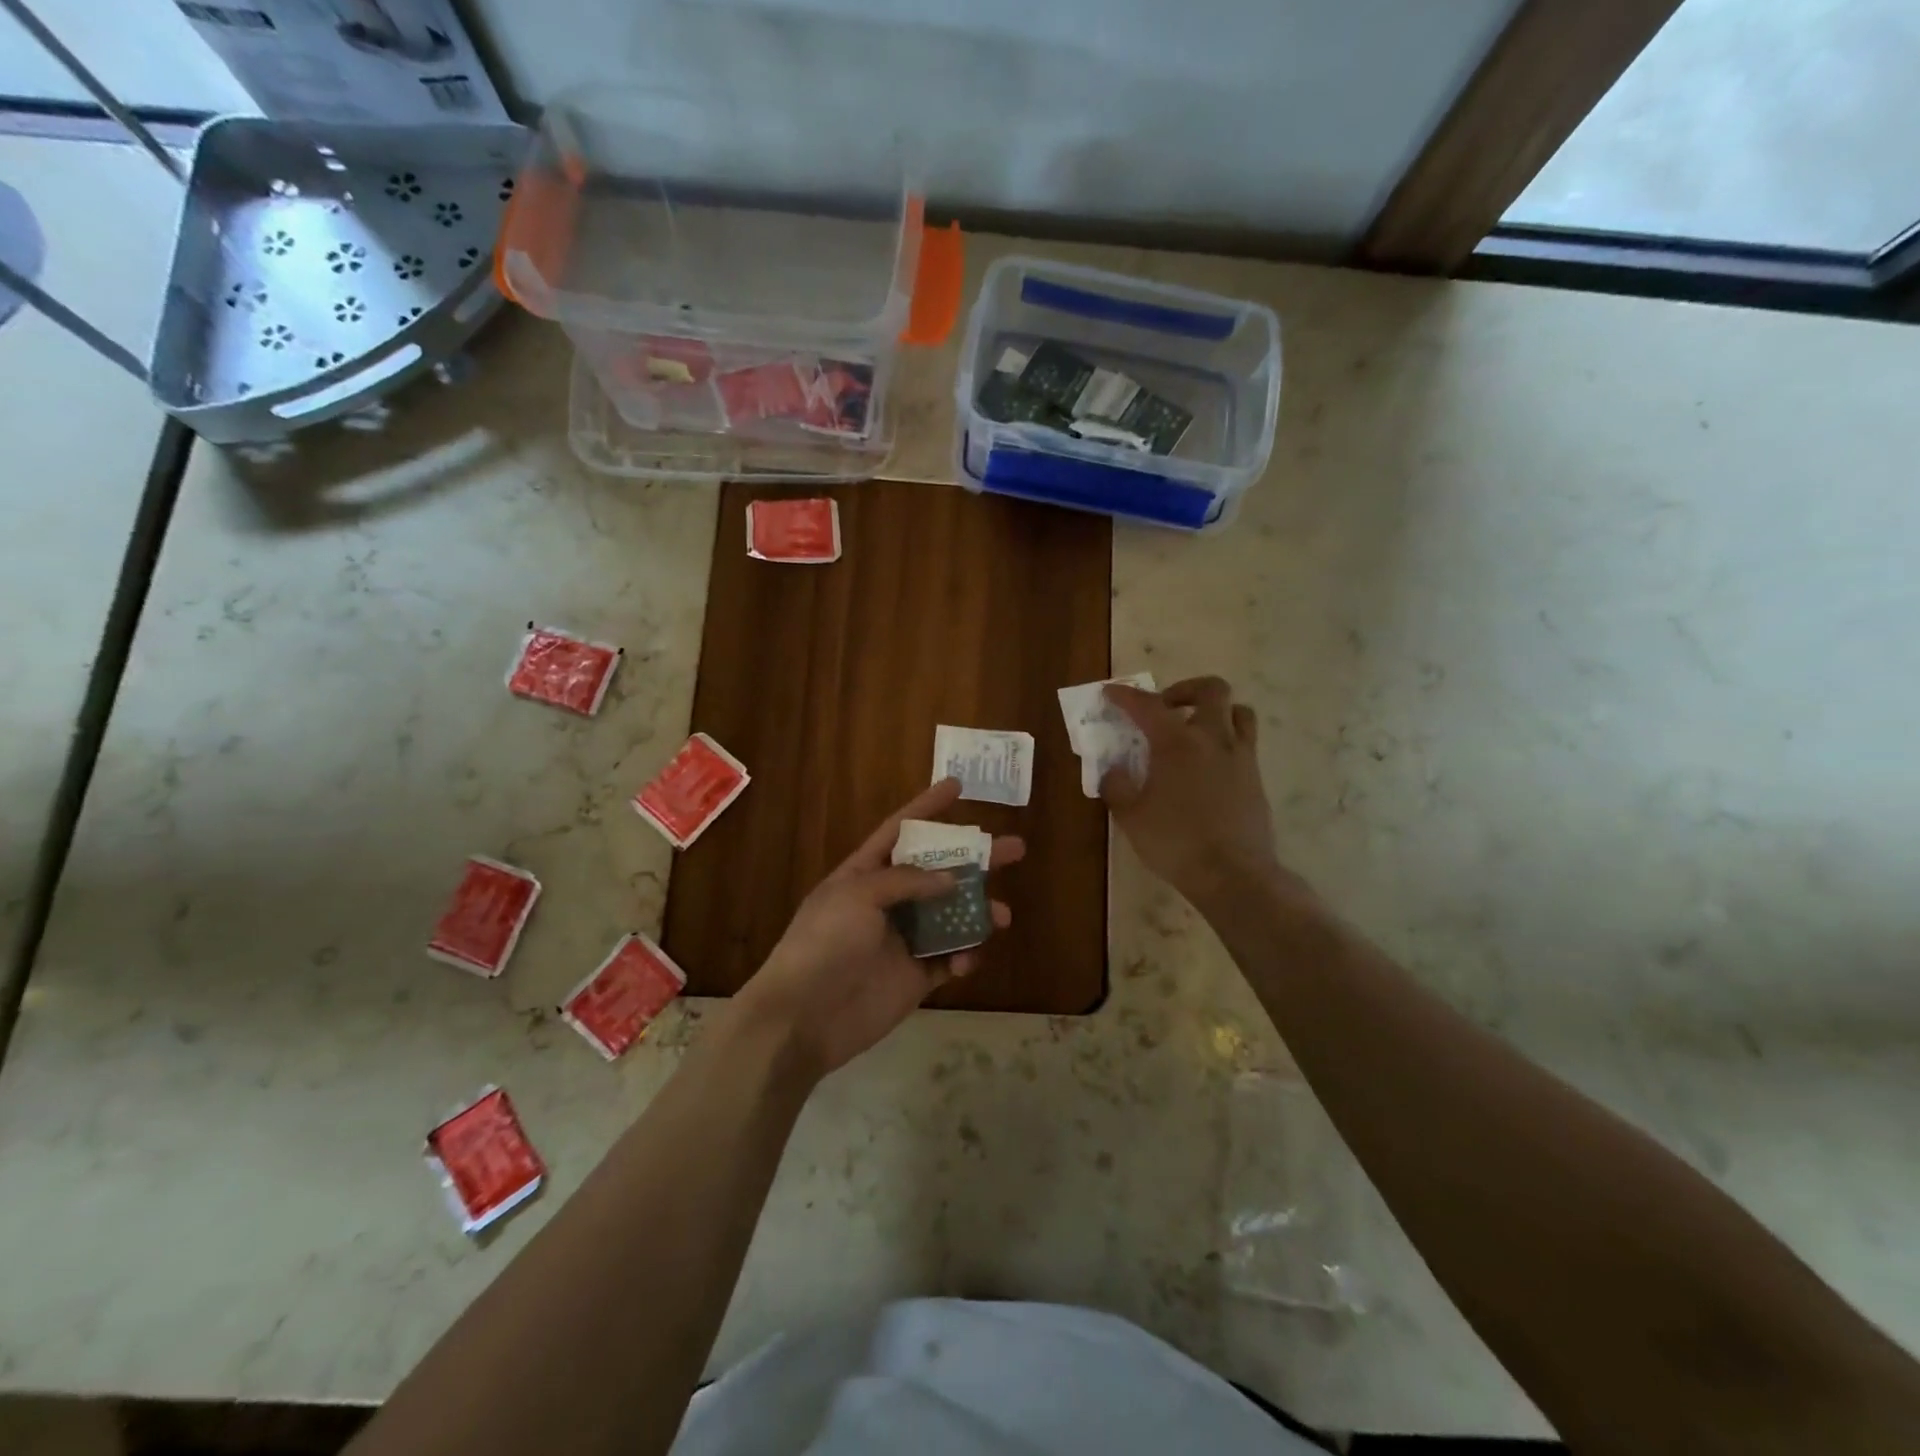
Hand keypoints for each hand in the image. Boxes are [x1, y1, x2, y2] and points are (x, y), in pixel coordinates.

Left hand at [733, 778, 1022, 1077]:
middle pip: (939, 872)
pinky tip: (967, 960)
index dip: (927, 807)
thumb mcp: (858, 895)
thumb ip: (907, 880)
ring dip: (978, 912)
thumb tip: (952, 879)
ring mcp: (903, 940)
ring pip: (952, 916)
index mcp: (865, 873)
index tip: (957, 786)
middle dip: (975, 859)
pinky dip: (964, 956)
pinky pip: (949, 959)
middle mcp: (888, 902)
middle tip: (1014, 848)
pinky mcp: (916, 977)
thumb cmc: (824, 943)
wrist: (804, 1018)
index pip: (900, 830)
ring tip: (1002, 915)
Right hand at [1101, 676, 1281, 904]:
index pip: (1148, 706)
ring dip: (1216, 711)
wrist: (1233, 874)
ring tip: (1196, 729)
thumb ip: (1116, 787)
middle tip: (1167, 707)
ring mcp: (1240, 757)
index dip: (1126, 696)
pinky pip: (1245, 743)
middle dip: (1186, 689)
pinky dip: (1226, 741)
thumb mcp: (1131, 817)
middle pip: (1211, 690)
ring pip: (1239, 712)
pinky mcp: (1256, 778)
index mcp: (1177, 743)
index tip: (1111, 693)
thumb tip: (1113, 771)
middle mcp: (1213, 739)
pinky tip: (1209, 766)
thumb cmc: (1175, 842)